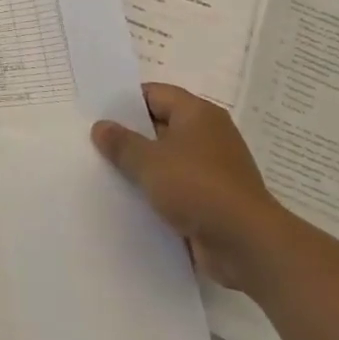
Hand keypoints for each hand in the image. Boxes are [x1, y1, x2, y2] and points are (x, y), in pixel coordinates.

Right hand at [91, 83, 290, 292]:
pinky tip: (128, 198)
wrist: (247, 245)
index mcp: (198, 114)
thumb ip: (121, 142)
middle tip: (91, 141)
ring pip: (166, 159)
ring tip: (103, 170)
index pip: (154, 94)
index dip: (124, 101)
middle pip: (159, 126)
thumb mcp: (149, 161)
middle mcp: (208, 136)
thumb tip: (101, 126)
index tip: (95, 112)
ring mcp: (212, 169)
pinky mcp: (212, 199)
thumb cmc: (197, 188)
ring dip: (141, 166)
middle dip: (129, 135)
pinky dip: (156, 190)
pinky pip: (176, 186)